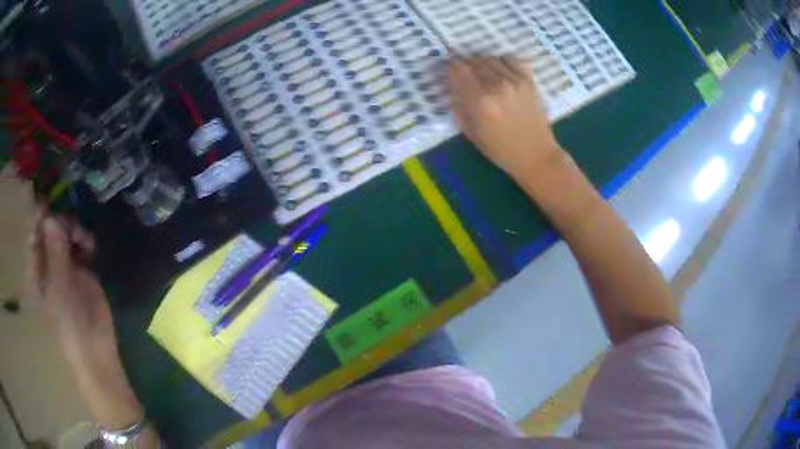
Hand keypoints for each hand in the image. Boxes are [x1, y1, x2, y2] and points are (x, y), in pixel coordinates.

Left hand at [30, 213, 115, 362]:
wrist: (96, 351)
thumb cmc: (69, 326)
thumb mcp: (59, 289)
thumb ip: (55, 253)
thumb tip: (51, 218)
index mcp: (38, 272)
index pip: (34, 237)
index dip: (39, 219)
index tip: (48, 203)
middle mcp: (50, 265)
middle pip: (52, 232)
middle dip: (61, 224)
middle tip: (72, 227)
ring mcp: (67, 268)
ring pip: (68, 236)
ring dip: (75, 231)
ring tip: (85, 240)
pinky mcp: (84, 271)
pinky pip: (83, 247)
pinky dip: (86, 242)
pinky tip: (91, 247)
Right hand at [447, 57, 563, 181]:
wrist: (535, 154)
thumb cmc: (500, 149)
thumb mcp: (471, 132)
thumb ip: (459, 106)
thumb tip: (453, 85)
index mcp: (479, 101)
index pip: (458, 70)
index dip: (450, 67)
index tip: (449, 71)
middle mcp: (496, 85)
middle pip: (473, 62)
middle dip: (464, 65)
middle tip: (464, 74)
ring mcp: (514, 81)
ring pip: (489, 59)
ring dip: (481, 63)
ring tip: (481, 73)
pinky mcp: (527, 80)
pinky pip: (509, 60)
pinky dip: (500, 61)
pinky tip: (499, 71)